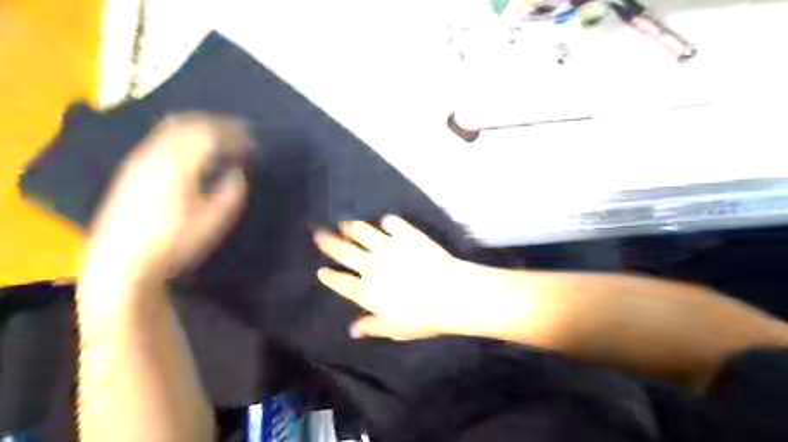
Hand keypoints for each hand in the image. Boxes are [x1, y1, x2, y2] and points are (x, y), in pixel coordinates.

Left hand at [87, 112, 251, 284]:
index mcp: (178, 164)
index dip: (235, 134)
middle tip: (241, 130)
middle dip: (219, 123)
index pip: (211, 134)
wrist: (122, 260)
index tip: (254, 141)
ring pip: (173, 126)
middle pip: (190, 122)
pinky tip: (195, 148)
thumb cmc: (175, 242)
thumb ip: (232, 192)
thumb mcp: (214, 221)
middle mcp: (156, 153)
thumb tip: (237, 172)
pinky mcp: (133, 167)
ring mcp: (140, 158)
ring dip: (201, 125)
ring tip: (222, 135)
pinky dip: (185, 134)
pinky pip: (162, 137)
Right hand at [315, 216, 521, 339]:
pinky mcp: (406, 235)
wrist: (450, 294)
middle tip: (318, 234)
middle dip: (327, 242)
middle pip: (343, 251)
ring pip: (361, 231)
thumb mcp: (395, 329)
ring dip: (350, 227)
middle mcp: (371, 266)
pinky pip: (390, 222)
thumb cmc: (423, 318)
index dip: (328, 276)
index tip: (321, 271)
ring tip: (344, 223)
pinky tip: (385, 223)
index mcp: (366, 291)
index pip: (340, 282)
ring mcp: (388, 247)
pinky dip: (386, 222)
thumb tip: (352, 330)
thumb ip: (372, 327)